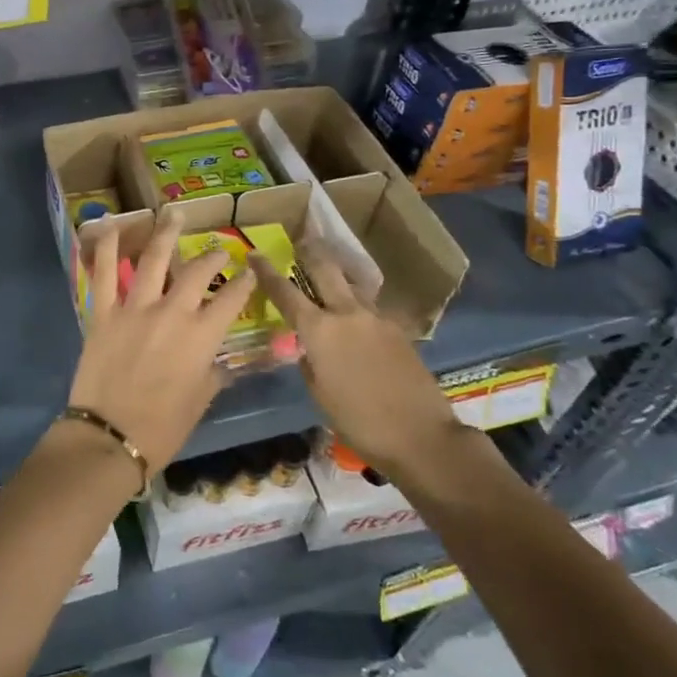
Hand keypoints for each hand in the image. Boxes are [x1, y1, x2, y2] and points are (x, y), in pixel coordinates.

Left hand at [66, 210, 256, 471]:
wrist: (110, 437)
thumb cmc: (163, 427)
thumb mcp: (200, 401)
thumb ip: (213, 373)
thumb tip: (221, 362)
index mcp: (201, 337)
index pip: (231, 300)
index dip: (244, 284)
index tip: (250, 272)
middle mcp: (172, 313)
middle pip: (196, 273)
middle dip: (212, 257)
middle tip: (219, 248)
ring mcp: (135, 308)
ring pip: (153, 259)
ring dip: (165, 233)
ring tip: (173, 213)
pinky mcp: (103, 312)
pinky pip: (103, 272)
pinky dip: (104, 246)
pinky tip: (109, 224)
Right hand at [250, 243, 456, 472]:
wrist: (421, 435)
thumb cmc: (358, 421)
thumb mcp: (319, 394)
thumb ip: (310, 362)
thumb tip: (311, 348)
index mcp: (319, 330)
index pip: (285, 293)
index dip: (267, 273)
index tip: (255, 256)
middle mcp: (346, 313)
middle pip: (325, 269)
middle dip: (310, 252)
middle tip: (301, 241)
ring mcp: (376, 318)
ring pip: (351, 285)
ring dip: (337, 276)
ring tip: (329, 275)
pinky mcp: (397, 329)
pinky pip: (370, 308)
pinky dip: (357, 306)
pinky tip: (356, 319)